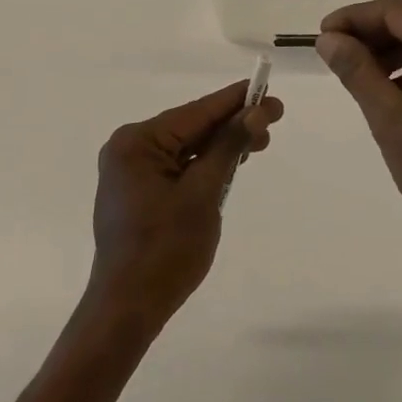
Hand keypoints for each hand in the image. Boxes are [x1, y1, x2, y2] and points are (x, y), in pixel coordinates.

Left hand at [86, 80, 281, 332]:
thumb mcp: (204, 194)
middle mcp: (129, 149)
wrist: (127, 311)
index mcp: (137, 142)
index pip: (196, 112)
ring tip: (259, 143)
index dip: (235, 101)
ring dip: (221, 146)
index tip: (267, 90)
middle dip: (232, 125)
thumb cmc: (165, 250)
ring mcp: (130, 172)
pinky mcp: (137, 192)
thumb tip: (256, 112)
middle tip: (273, 120)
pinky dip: (204, 165)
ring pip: (186, 148)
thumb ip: (229, 147)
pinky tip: (230, 163)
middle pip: (191, 128)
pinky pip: (177, 167)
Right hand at [317, 0, 401, 267]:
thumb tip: (328, 39)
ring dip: (395, 43)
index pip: (398, 10)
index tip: (324, 35)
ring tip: (360, 71)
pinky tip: (393, 87)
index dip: (357, 17)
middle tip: (338, 51)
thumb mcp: (390, 120)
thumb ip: (357, 71)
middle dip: (374, 28)